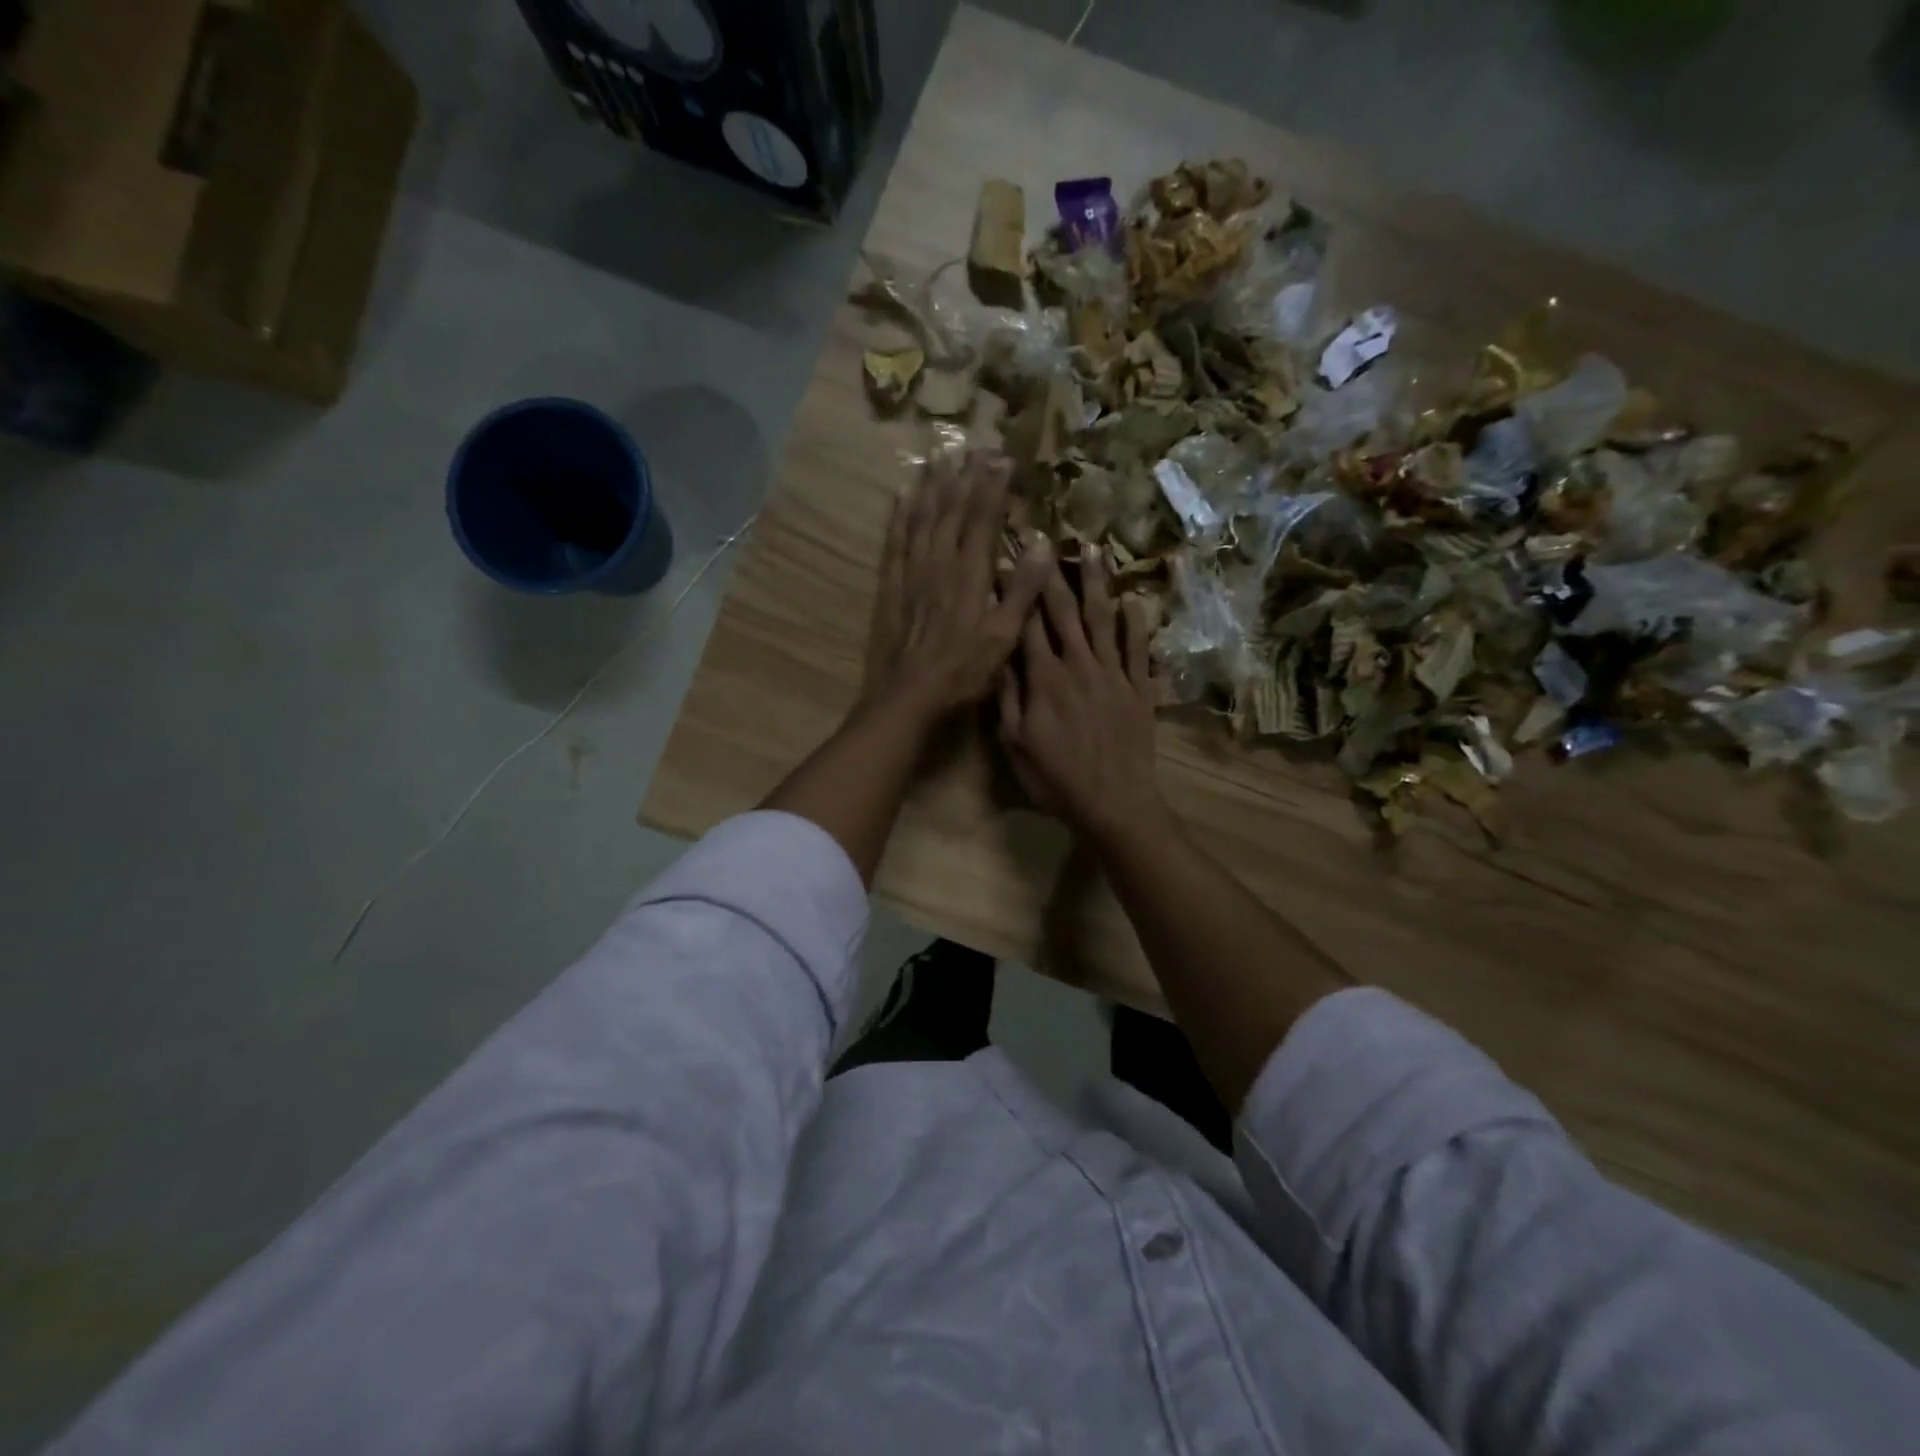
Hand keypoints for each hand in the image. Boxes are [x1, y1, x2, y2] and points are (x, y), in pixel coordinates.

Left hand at [865, 451, 1051, 723]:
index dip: (993, 487)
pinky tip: (901, 496)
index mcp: (970, 574)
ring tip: (938, 457)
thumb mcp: (1003, 637)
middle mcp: (938, 563)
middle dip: (965, 478)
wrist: (909, 695)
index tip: (1003, 459)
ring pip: (921, 518)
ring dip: (931, 486)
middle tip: (973, 447)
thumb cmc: (962, 671)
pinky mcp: (891, 587)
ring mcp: (911, 573)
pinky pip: (894, 541)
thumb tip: (1042, 543)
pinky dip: (899, 515)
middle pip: (952, 511)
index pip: (983, 519)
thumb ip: (1022, 590)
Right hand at [999, 548, 1165, 846]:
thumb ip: (1007, 698)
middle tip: (1046, 538)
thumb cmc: (1057, 779)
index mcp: (1044, 678)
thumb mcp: (1016, 744)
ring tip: (1095, 549)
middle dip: (1052, 573)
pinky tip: (1135, 601)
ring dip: (1098, 583)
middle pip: (1064, 610)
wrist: (1115, 803)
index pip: (1026, 623)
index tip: (1008, 559)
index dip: (1017, 590)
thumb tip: (997, 657)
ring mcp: (1114, 674)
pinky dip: (1137, 624)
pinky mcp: (1139, 689)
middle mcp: (1079, 664)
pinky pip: (1139, 649)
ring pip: (1103, 619)